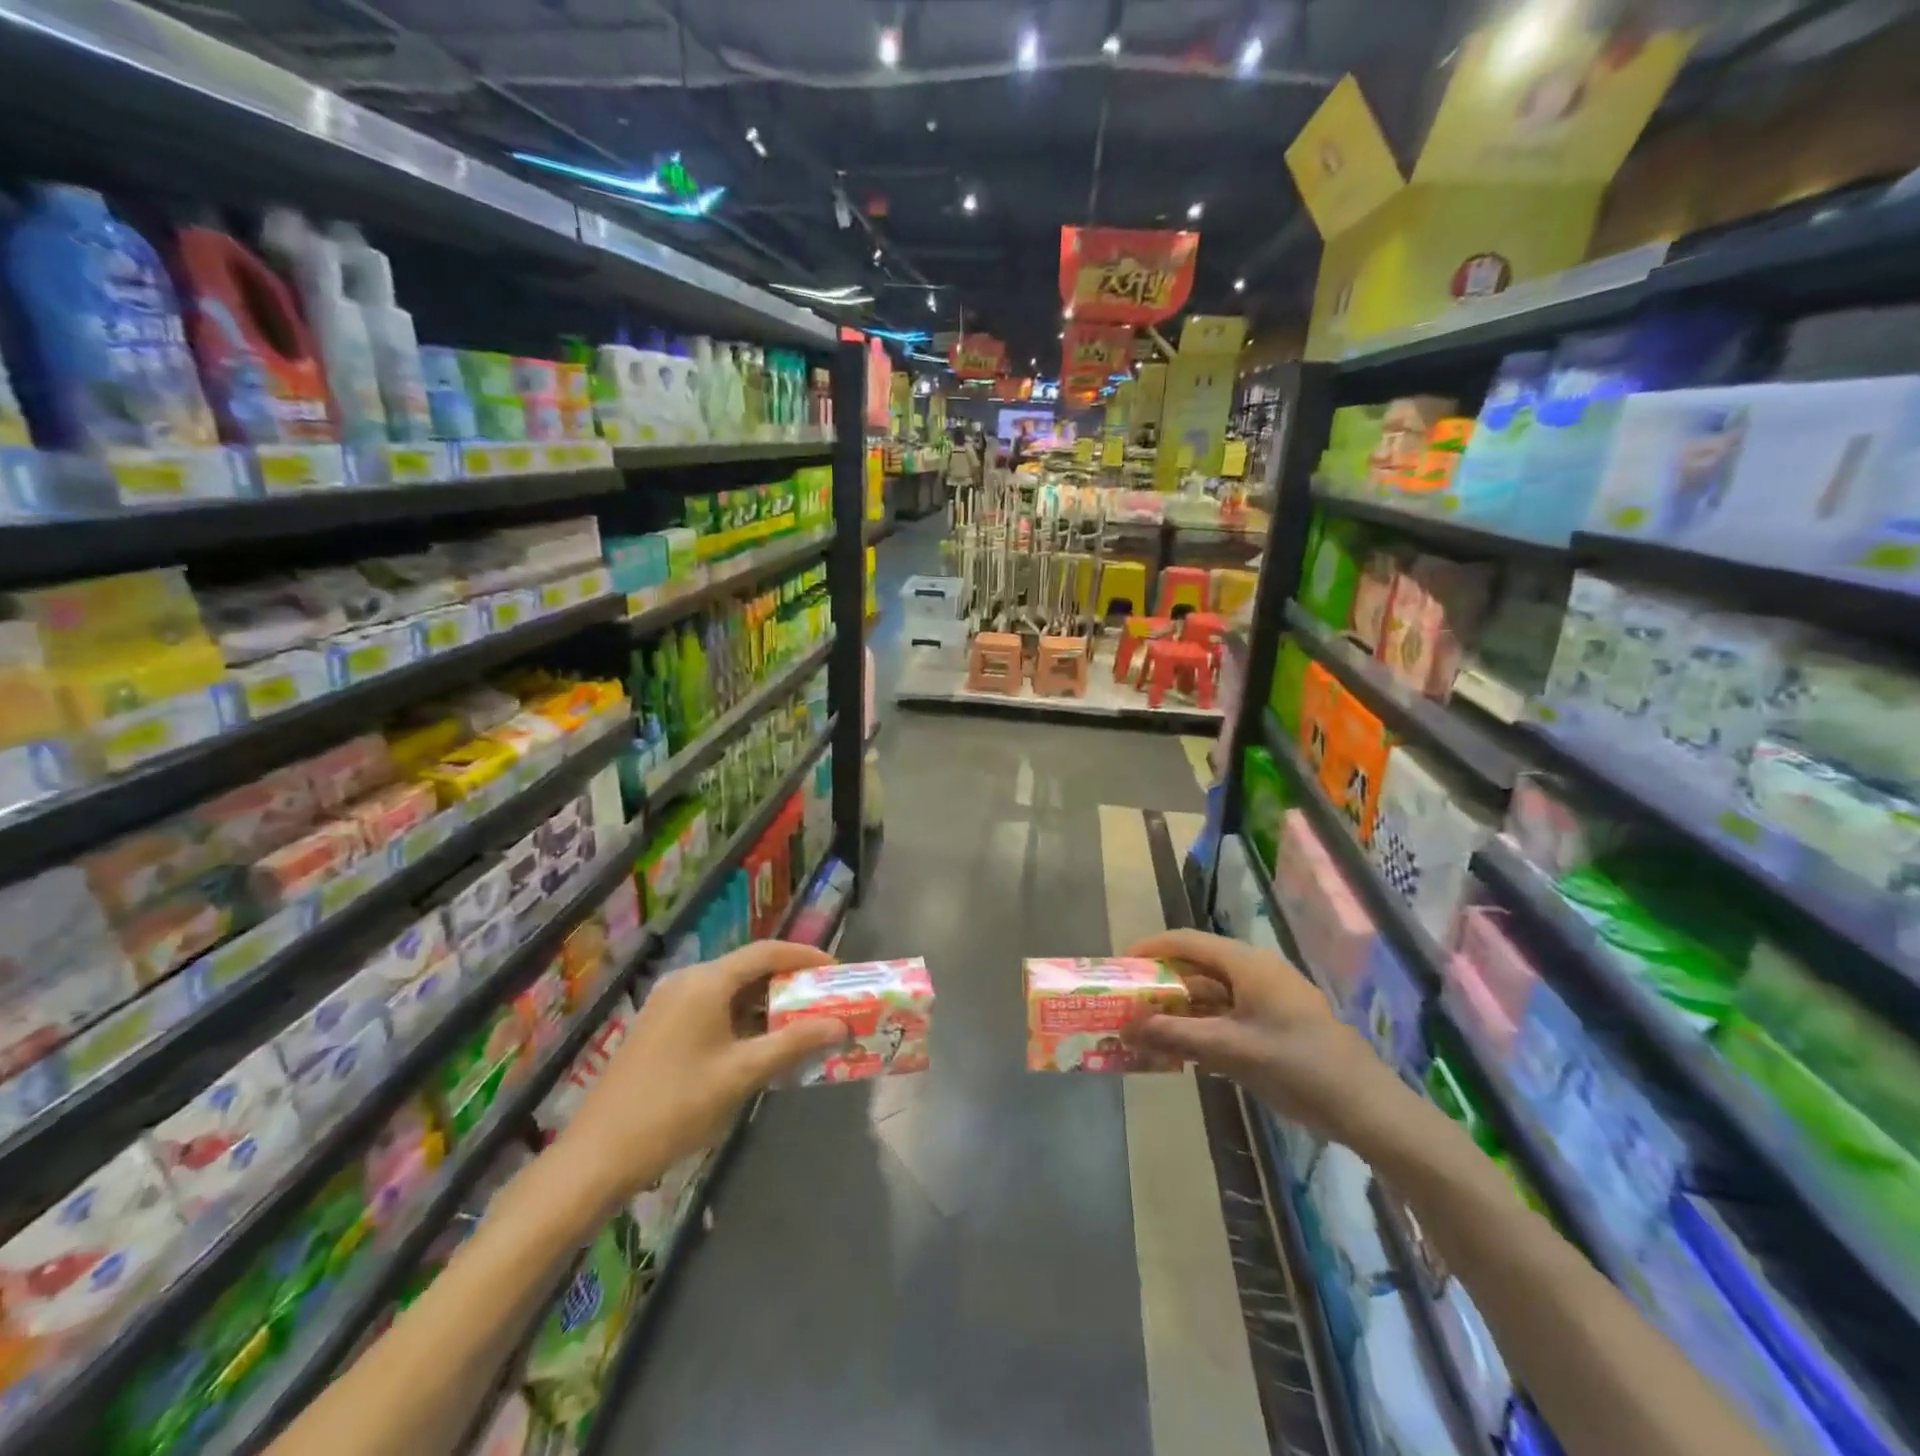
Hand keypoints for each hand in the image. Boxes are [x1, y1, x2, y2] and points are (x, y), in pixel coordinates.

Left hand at [553, 941, 848, 1210]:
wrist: (598, 1155)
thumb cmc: (676, 1106)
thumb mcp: (742, 1074)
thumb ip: (793, 1044)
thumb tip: (839, 1025)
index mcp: (706, 981)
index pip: (767, 952)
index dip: (806, 957)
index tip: (838, 971)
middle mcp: (688, 981)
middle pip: (749, 968)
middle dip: (789, 982)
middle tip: (824, 1000)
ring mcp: (670, 1003)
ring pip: (731, 990)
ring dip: (767, 1004)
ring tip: (801, 1024)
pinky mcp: (661, 1027)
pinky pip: (713, 1008)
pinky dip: (743, 1018)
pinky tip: (761, 1045)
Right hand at [1121, 929, 1407, 1147]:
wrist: (1366, 1107)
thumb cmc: (1296, 1066)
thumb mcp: (1230, 1050)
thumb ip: (1176, 1036)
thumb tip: (1127, 1026)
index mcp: (1247, 964)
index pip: (1187, 941)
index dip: (1151, 949)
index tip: (1120, 966)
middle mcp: (1256, 972)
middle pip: (1198, 966)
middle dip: (1163, 984)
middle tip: (1130, 1001)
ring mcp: (1269, 998)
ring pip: (1213, 993)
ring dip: (1182, 1009)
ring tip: (1149, 1027)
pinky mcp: (1278, 1022)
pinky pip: (1230, 1014)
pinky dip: (1205, 1025)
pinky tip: (1184, 1048)